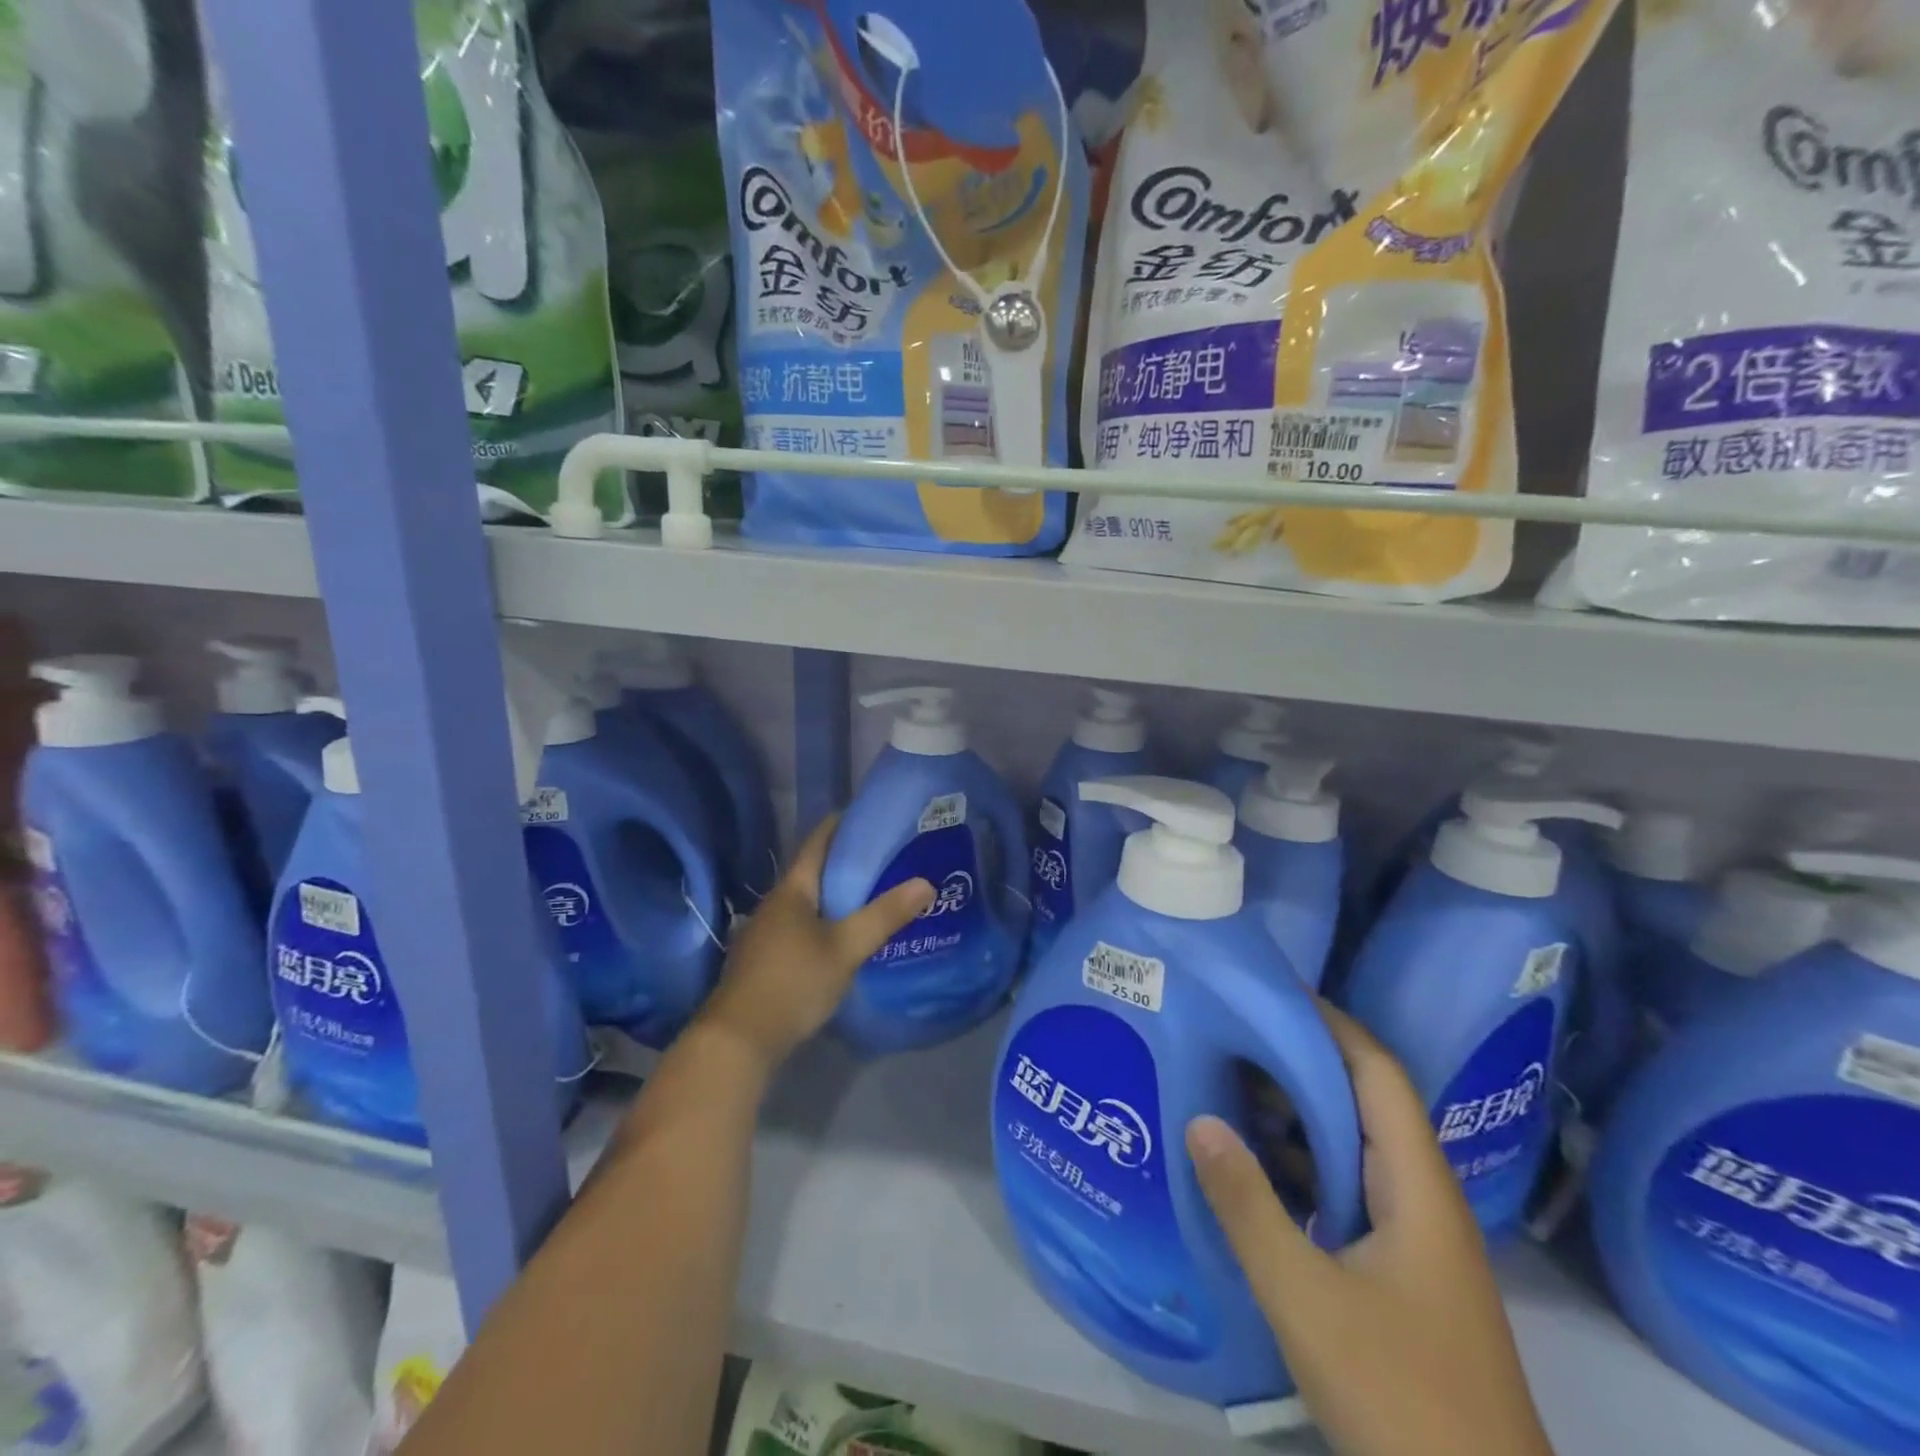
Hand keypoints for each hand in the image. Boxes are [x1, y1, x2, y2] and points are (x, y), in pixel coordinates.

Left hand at [696, 816, 932, 1073]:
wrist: (738, 1040)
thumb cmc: (793, 982)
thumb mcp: (846, 948)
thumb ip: (884, 916)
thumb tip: (926, 883)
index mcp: (792, 890)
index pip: (817, 842)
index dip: (841, 824)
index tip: (869, 815)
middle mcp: (775, 904)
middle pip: (812, 872)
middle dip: (845, 862)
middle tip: (885, 858)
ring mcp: (765, 933)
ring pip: (807, 903)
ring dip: (836, 895)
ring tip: (872, 895)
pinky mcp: (765, 960)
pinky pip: (801, 927)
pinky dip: (824, 922)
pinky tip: (844, 937)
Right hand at [1187, 1004, 1551, 1455]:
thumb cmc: (1403, 1399)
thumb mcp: (1307, 1299)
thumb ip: (1249, 1206)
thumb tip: (1199, 1119)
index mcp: (1417, 1186)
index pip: (1376, 1071)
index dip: (1329, 1023)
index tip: (1269, 991)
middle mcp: (1422, 1199)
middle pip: (1363, 1102)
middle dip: (1300, 1059)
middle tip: (1229, 1031)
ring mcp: (1415, 1242)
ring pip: (1353, 1149)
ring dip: (1297, 1114)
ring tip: (1228, 1083)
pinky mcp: (1400, 1277)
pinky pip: (1346, 1191)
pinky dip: (1301, 1165)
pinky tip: (1255, 1170)